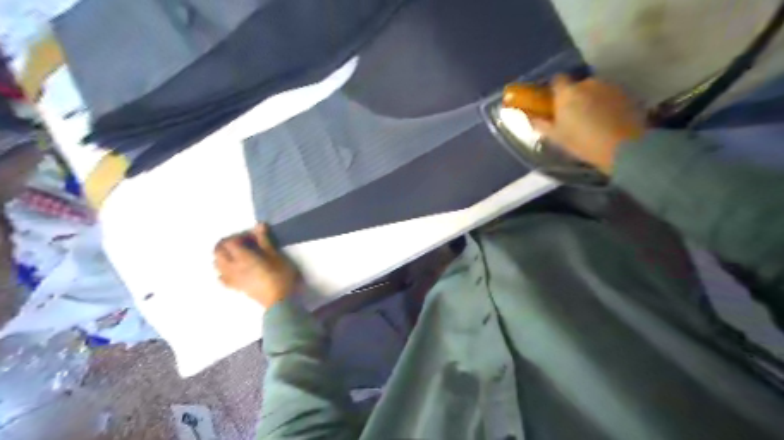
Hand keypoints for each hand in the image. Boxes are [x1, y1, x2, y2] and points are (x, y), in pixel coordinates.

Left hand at [213, 225, 298, 307]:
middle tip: (241, 243)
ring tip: (238, 254)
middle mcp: (232, 267)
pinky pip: (222, 277)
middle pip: (218, 252)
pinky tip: (234, 270)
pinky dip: (224, 270)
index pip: (230, 242)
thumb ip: (265, 241)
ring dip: (223, 256)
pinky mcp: (235, 287)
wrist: (279, 301)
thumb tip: (259, 225)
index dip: (238, 236)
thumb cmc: (280, 276)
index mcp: (242, 257)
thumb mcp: (276, 256)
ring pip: (217, 264)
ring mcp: (232, 278)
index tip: (252, 237)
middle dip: (226, 244)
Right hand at [529, 73, 646, 172]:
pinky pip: (610, 95)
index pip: (557, 80)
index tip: (554, 102)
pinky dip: (607, 103)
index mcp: (567, 92)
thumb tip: (531, 116)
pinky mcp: (626, 93)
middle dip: (575, 96)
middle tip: (574, 115)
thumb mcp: (556, 137)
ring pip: (595, 89)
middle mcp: (588, 83)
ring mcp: (609, 86)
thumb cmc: (582, 142)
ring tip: (593, 119)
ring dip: (592, 99)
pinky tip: (608, 120)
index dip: (555, 90)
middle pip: (577, 85)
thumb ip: (541, 123)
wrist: (622, 147)